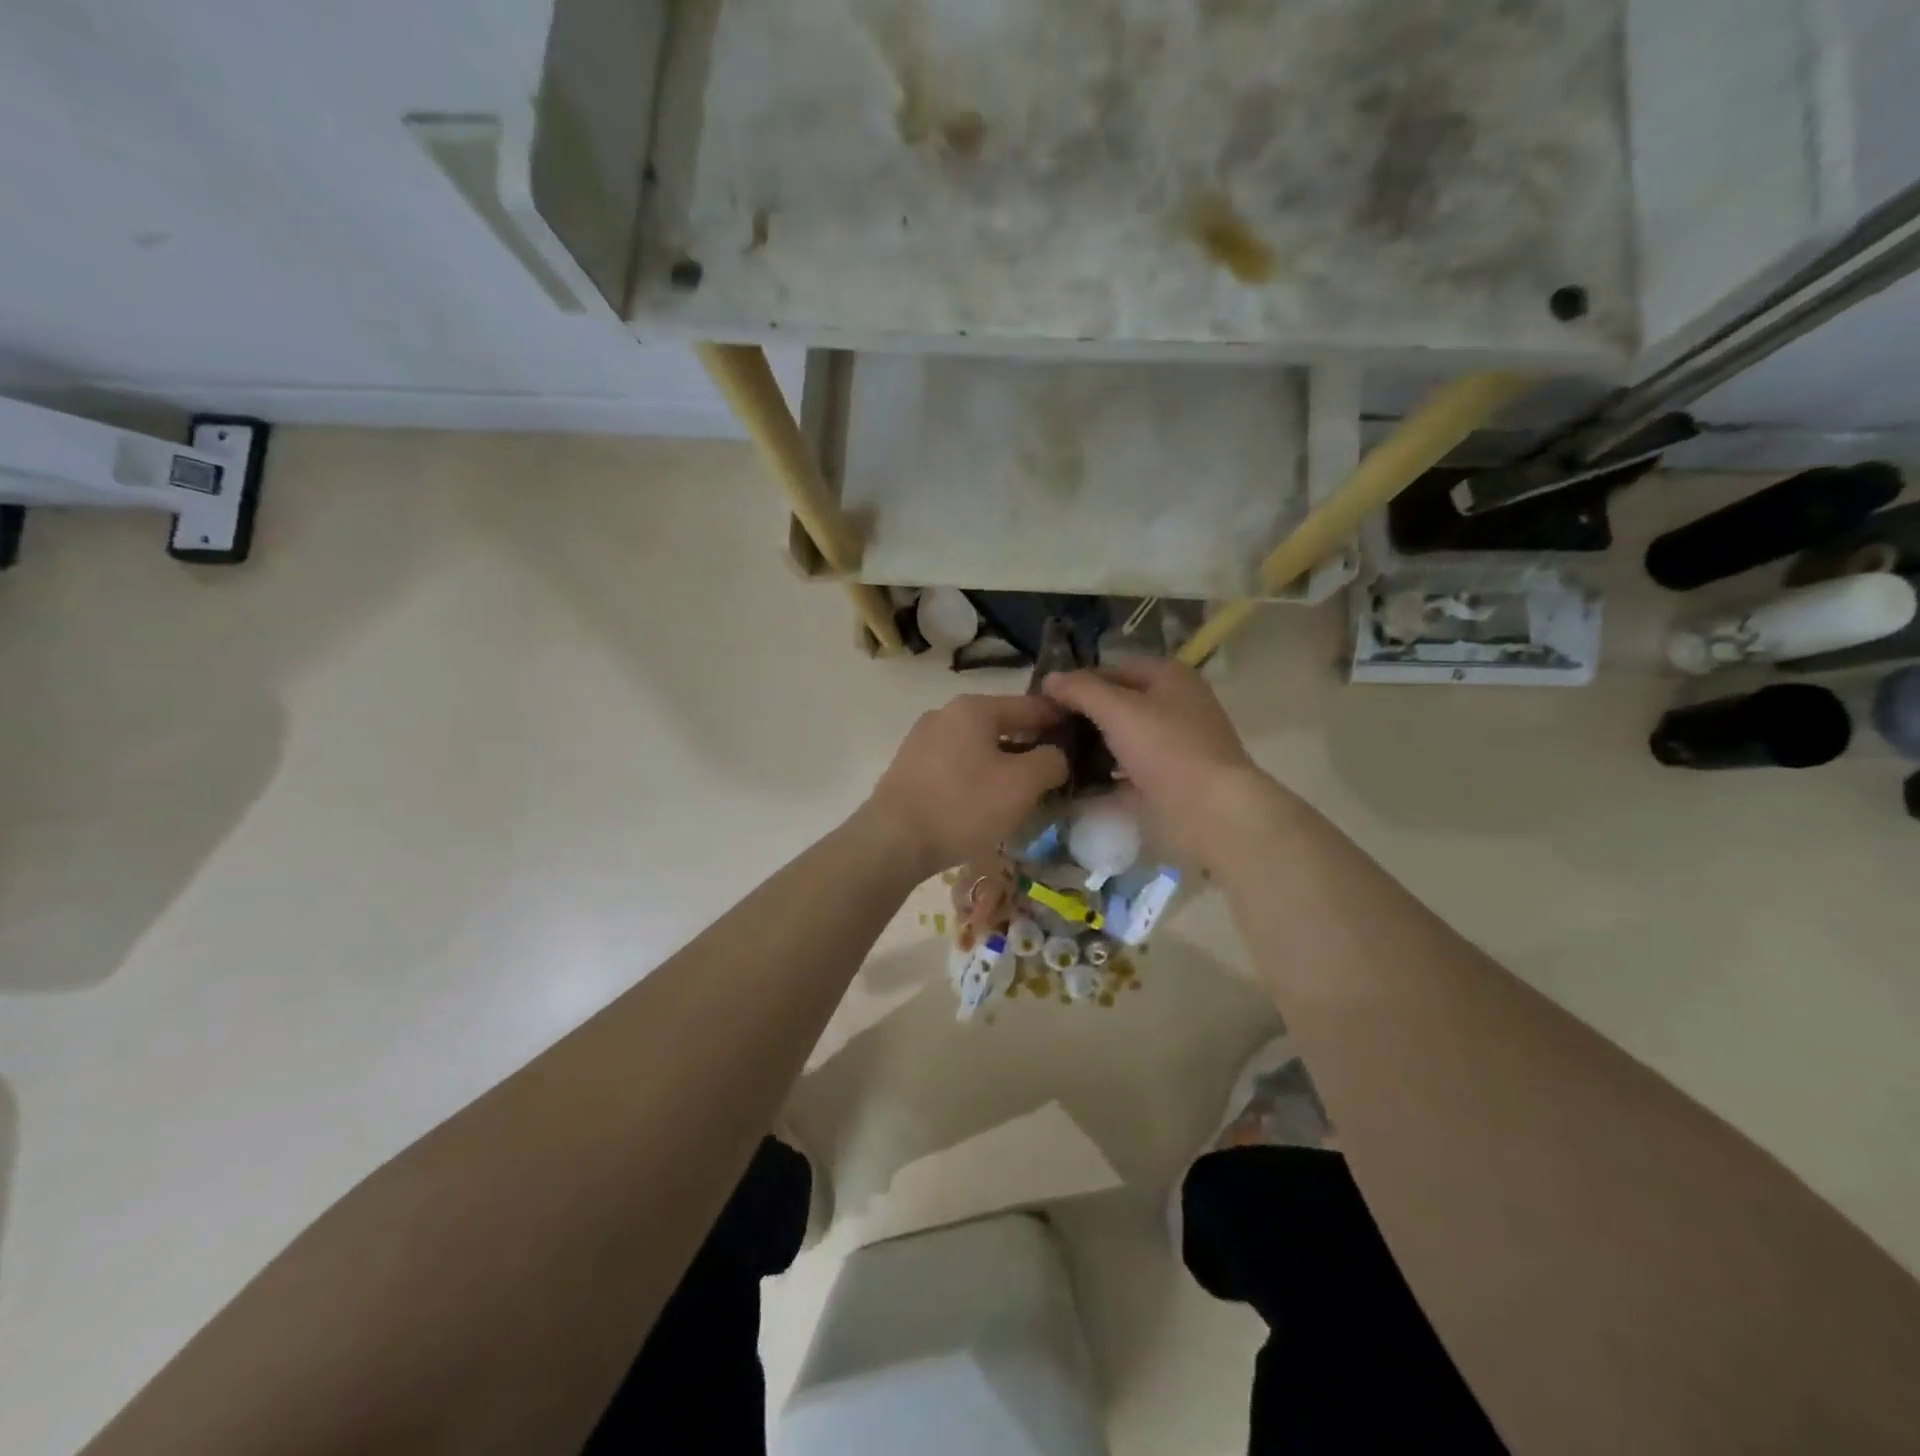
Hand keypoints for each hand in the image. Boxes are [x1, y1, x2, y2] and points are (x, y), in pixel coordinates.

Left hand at [862, 695, 1068, 877]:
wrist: (892, 841)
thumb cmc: (963, 806)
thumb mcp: (1022, 784)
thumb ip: (1050, 761)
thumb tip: (1056, 755)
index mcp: (974, 708)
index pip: (1031, 705)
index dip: (1060, 719)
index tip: (1083, 736)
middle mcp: (945, 714)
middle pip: (1002, 724)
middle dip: (1031, 745)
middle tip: (1056, 770)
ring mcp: (922, 740)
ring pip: (978, 746)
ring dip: (1004, 763)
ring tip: (1023, 790)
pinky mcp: (909, 768)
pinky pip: (956, 765)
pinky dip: (977, 776)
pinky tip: (985, 802)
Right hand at [1044, 660, 1283, 862]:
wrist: (1210, 812)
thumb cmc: (1167, 749)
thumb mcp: (1118, 710)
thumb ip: (1082, 690)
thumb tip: (1050, 679)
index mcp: (1170, 677)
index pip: (1113, 668)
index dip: (1078, 680)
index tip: (1043, 699)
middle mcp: (1175, 705)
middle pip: (1118, 703)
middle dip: (1082, 715)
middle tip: (1043, 729)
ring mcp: (1173, 745)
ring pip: (1122, 738)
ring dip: (1090, 746)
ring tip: (1052, 755)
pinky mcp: (1168, 779)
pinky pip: (1127, 770)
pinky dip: (1104, 774)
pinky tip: (1073, 782)